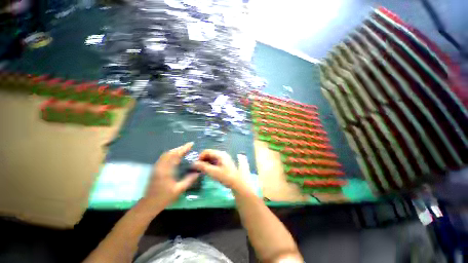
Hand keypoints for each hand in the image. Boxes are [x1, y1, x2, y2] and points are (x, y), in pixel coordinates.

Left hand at [139, 142, 198, 208]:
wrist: (148, 204)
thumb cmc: (163, 198)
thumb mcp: (178, 190)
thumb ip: (189, 180)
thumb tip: (198, 172)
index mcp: (165, 170)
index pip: (175, 155)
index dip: (183, 148)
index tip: (191, 144)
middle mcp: (160, 166)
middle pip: (170, 152)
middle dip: (180, 148)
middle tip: (189, 146)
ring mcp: (156, 167)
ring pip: (166, 154)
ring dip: (175, 150)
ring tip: (184, 150)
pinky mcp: (156, 169)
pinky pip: (164, 158)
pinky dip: (171, 154)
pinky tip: (176, 156)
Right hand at [193, 149, 246, 191]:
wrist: (238, 183)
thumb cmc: (226, 177)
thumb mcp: (213, 172)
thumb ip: (203, 167)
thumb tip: (194, 163)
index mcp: (220, 154)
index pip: (207, 151)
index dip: (200, 156)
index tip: (195, 164)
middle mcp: (223, 154)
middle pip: (210, 154)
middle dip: (203, 160)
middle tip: (198, 168)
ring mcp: (224, 158)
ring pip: (212, 158)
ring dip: (206, 162)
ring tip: (202, 170)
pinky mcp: (225, 163)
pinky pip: (216, 161)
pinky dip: (211, 164)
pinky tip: (209, 170)